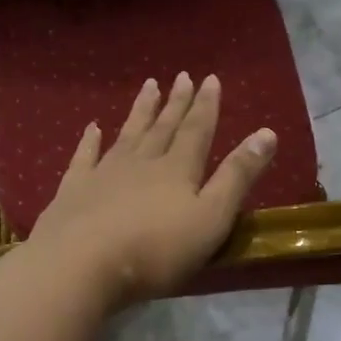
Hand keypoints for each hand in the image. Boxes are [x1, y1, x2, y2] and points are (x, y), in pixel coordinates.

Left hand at [28, 73, 276, 308]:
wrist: (81, 264)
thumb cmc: (155, 250)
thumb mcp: (210, 218)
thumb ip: (237, 177)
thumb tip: (267, 133)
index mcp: (177, 170)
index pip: (197, 131)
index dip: (206, 106)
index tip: (210, 79)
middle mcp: (141, 162)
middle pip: (162, 127)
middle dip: (175, 103)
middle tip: (181, 76)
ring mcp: (104, 173)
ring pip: (127, 134)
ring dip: (140, 111)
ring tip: (149, 86)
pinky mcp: (73, 189)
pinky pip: (84, 156)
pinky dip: (89, 140)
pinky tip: (92, 127)